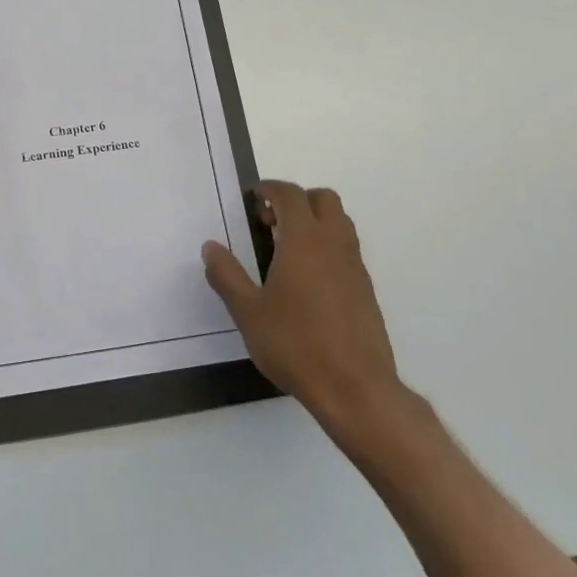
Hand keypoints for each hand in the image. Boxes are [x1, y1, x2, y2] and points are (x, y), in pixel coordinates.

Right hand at [202, 181, 416, 441]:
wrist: (354, 387)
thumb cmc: (295, 344)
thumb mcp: (248, 312)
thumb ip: (227, 275)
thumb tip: (211, 247)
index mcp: (304, 240)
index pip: (291, 195)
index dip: (270, 189)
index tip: (253, 198)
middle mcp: (334, 244)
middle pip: (323, 200)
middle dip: (296, 200)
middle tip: (269, 223)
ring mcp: (355, 266)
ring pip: (339, 223)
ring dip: (314, 222)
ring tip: (285, 250)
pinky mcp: (366, 289)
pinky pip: (347, 250)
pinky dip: (326, 247)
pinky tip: (306, 281)